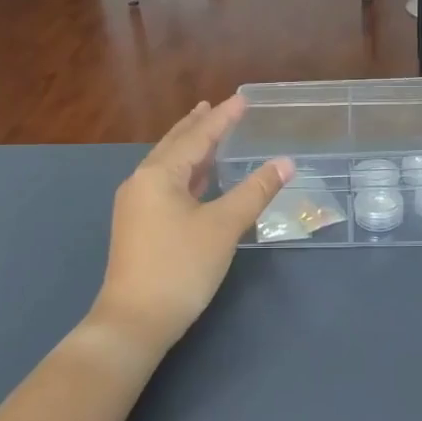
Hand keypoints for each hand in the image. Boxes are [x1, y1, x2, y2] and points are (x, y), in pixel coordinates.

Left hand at [93, 97, 292, 355]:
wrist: (135, 321)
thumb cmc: (181, 267)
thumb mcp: (224, 226)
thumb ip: (255, 192)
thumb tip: (286, 163)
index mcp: (158, 175)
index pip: (197, 137)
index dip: (222, 118)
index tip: (242, 99)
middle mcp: (141, 183)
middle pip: (175, 145)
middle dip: (197, 126)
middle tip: (214, 106)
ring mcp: (136, 206)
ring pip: (168, 167)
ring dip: (190, 150)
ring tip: (208, 134)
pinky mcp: (139, 227)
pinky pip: (165, 186)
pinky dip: (186, 174)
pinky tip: (198, 180)